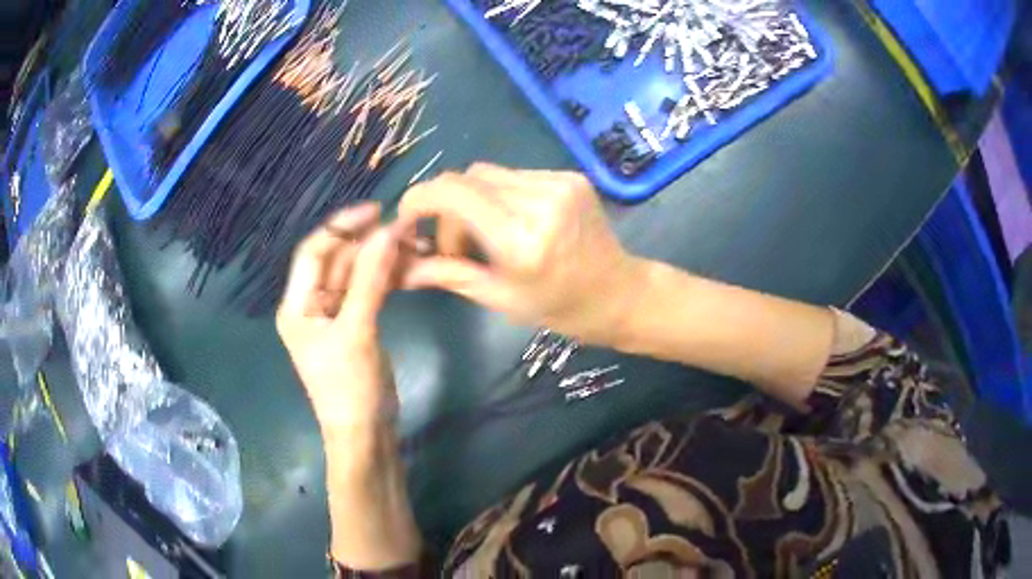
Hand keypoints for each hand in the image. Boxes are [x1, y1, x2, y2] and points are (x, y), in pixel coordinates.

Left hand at [276, 203, 401, 432]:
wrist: (367, 434)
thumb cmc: (350, 388)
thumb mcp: (357, 331)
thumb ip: (370, 279)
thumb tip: (389, 230)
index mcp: (297, 305)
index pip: (314, 251)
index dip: (342, 226)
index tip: (378, 211)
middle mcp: (312, 304)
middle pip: (339, 260)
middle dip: (371, 243)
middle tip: (410, 231)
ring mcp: (335, 314)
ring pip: (359, 273)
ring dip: (385, 259)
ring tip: (419, 248)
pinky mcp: (357, 323)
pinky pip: (371, 289)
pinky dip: (389, 278)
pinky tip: (412, 268)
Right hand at [398, 163, 643, 344]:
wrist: (621, 294)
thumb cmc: (561, 308)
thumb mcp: (500, 298)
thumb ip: (447, 274)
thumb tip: (399, 269)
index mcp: (521, 240)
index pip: (452, 194)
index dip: (419, 199)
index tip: (408, 220)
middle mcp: (540, 201)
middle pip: (466, 178)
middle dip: (447, 208)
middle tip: (456, 245)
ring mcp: (559, 184)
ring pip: (489, 174)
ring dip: (474, 201)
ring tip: (488, 235)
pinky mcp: (570, 177)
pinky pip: (515, 176)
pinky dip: (501, 196)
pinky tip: (514, 222)